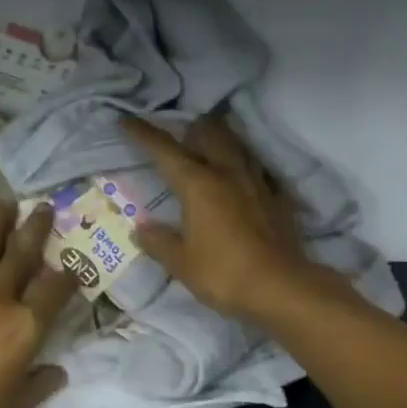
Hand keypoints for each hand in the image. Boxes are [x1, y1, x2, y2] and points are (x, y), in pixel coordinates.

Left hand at [0, 202, 75, 407]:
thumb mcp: (19, 406)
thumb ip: (42, 383)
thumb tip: (59, 371)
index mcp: (25, 327)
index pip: (55, 289)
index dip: (68, 273)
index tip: (72, 262)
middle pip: (22, 256)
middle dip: (35, 229)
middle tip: (42, 207)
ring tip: (4, 202)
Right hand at [121, 114, 341, 323]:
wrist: (281, 288)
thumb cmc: (223, 273)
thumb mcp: (181, 262)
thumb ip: (159, 242)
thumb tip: (141, 228)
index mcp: (198, 184)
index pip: (164, 150)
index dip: (142, 133)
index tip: (125, 120)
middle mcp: (227, 173)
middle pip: (209, 134)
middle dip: (191, 127)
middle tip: (180, 132)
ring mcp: (257, 183)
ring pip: (238, 146)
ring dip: (222, 138)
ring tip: (212, 141)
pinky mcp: (278, 199)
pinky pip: (260, 171)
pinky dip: (248, 167)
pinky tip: (246, 176)